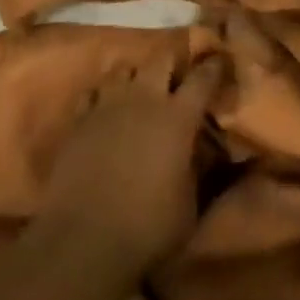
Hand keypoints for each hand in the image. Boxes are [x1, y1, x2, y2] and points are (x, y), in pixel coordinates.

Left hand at [38, 56, 229, 276]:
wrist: (83, 241)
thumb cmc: (146, 228)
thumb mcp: (190, 208)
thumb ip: (203, 172)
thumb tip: (213, 152)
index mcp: (177, 117)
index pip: (203, 77)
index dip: (214, 66)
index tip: (220, 61)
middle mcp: (144, 98)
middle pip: (162, 57)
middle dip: (173, 61)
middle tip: (177, 75)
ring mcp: (109, 104)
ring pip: (125, 67)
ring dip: (136, 75)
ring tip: (139, 89)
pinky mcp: (79, 118)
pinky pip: (93, 91)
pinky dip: (102, 95)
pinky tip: (104, 107)